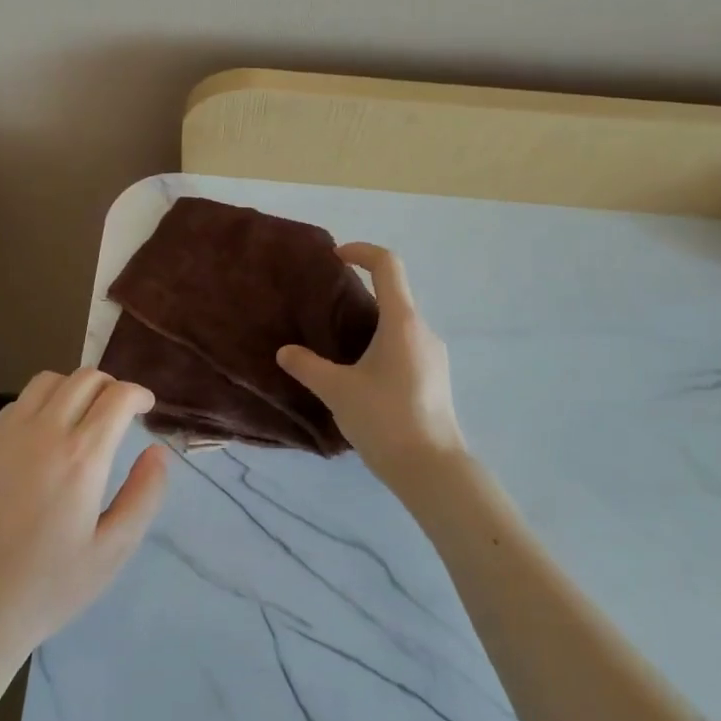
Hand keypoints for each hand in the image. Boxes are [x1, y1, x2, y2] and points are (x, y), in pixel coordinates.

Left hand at [0, 368, 169, 664]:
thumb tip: (157, 451)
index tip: (146, 407)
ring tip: (83, 416)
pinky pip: (18, 401)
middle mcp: (44, 432)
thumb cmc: (48, 587)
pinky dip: (41, 402)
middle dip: (111, 386)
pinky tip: (44, 434)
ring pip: (48, 381)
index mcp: (82, 457)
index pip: (117, 396)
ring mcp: (7, 434)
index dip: (138, 394)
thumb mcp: (112, 551)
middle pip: (85, 378)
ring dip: (74, 387)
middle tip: (120, 412)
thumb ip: (144, 495)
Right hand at [277, 242, 467, 494]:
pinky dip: (383, 345)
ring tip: (340, 345)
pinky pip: (407, 346)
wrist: (432, 469)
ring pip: (400, 324)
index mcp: (402, 322)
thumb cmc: (385, 419)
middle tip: (327, 309)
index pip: (388, 265)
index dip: (362, 251)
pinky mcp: (436, 378)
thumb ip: (307, 366)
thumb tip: (285, 352)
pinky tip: (363, 375)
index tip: (337, 257)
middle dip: (361, 292)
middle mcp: (423, 331)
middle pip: (395, 294)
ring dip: (372, 323)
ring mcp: (434, 356)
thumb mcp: (337, 391)